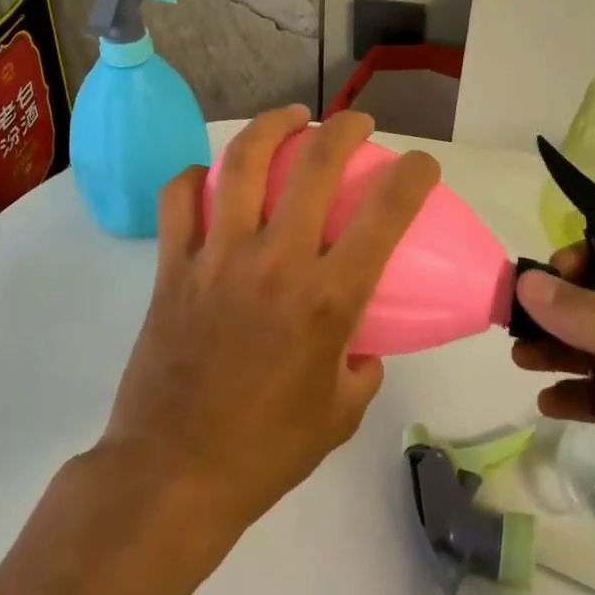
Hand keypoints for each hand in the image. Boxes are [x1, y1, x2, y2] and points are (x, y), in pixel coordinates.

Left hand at [95, 106, 440, 531]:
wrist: (173, 476)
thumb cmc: (266, 451)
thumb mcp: (340, 415)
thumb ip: (362, 366)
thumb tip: (359, 340)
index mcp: (328, 298)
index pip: (386, 213)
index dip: (414, 175)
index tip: (421, 164)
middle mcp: (277, 262)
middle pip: (316, 164)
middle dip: (344, 128)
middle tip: (355, 123)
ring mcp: (218, 257)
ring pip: (244, 164)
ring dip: (272, 127)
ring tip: (289, 118)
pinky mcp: (172, 266)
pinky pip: (180, 199)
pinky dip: (197, 177)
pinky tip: (211, 176)